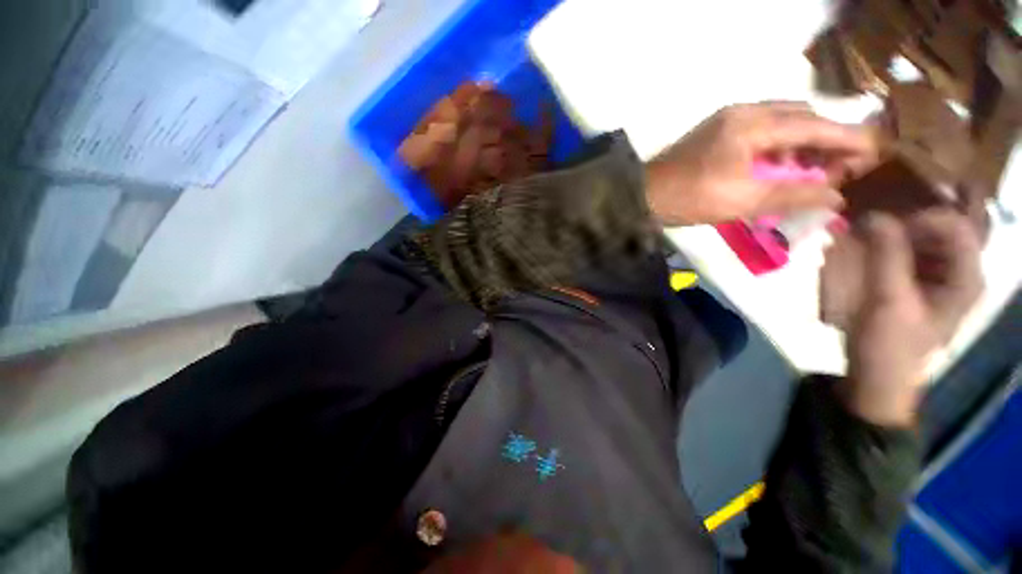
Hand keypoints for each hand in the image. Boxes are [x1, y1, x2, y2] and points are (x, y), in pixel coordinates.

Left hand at [646, 102, 877, 225]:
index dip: (848, 139)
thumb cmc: (690, 198)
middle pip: (800, 119)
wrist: (643, 198)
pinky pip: (760, 134)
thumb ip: (794, 194)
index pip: (814, 125)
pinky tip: (781, 169)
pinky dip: (777, 149)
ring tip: (813, 174)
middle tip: (838, 171)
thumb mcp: (744, 199)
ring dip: (801, 146)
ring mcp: (727, 122)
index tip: (876, 153)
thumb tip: (836, 194)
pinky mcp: (716, 135)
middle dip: (825, 143)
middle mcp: (743, 113)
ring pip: (780, 125)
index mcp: (753, 123)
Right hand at [823, 209, 982, 426]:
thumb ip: (886, 257)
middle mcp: (961, 267)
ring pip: (933, 229)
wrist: (879, 374)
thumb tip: (873, 216)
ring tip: (872, 222)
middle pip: (953, 220)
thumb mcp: (889, 303)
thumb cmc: (890, 345)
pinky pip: (913, 244)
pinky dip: (893, 236)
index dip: (924, 215)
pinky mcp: (920, 277)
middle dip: (923, 205)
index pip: (958, 224)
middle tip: (886, 200)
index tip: (881, 223)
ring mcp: (941, 272)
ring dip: (904, 220)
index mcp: (967, 276)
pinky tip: (869, 239)